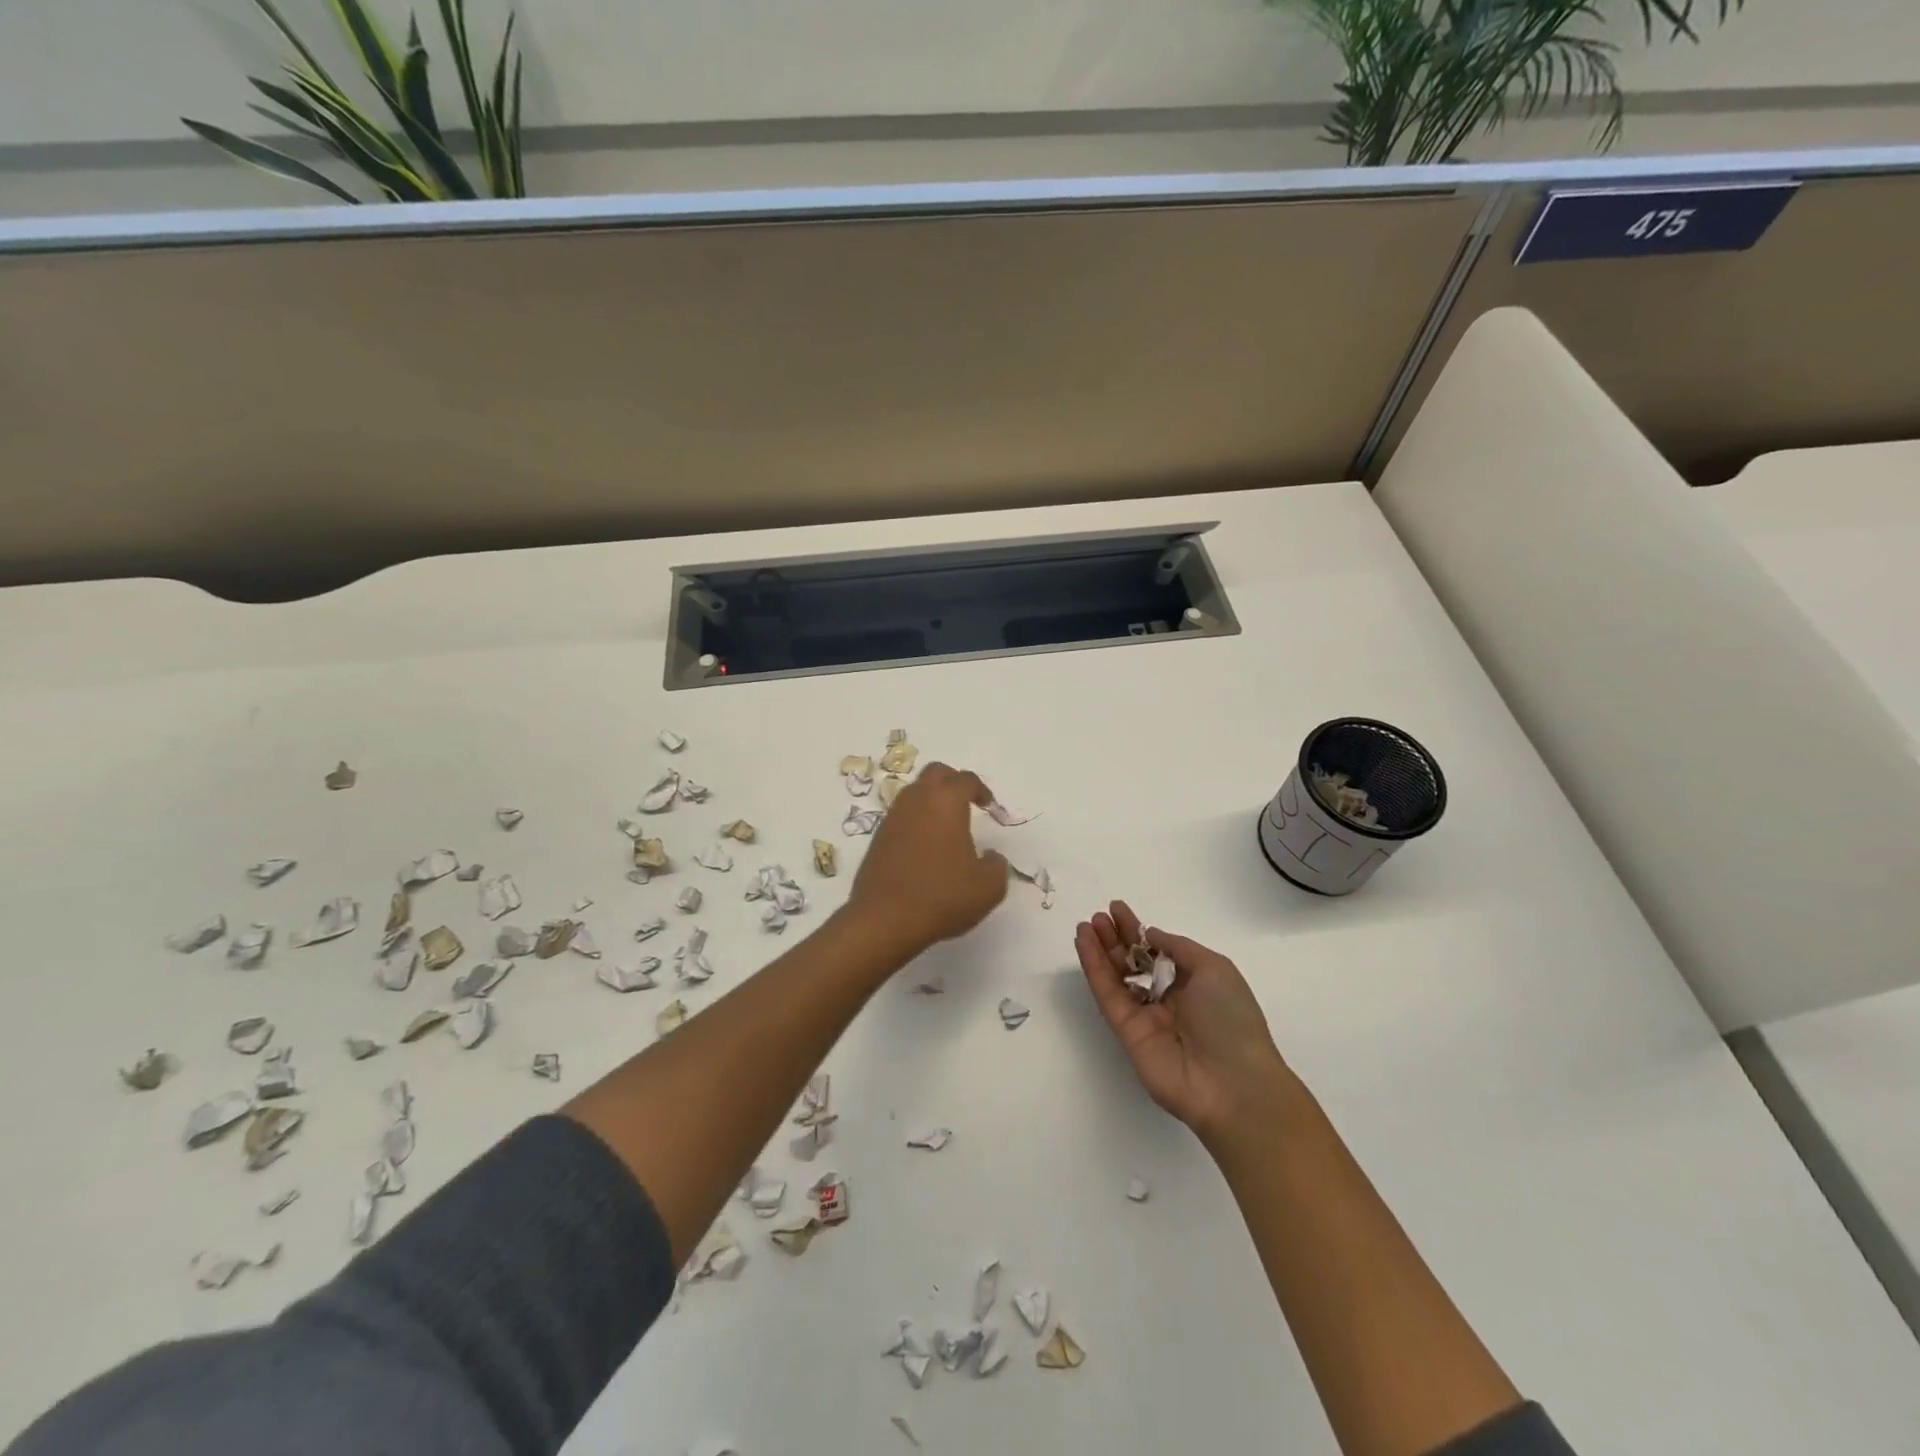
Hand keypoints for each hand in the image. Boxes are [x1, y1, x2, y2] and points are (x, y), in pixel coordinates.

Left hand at [847, 762, 1008, 957]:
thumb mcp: (988, 887)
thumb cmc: (942, 896)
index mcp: (946, 802)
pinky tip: (925, 848)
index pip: (966, 780)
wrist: (885, 920)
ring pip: (914, 793)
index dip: (981, 790)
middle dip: (953, 782)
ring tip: (946, 827)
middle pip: (936, 773)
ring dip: (932, 801)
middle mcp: (917, 801)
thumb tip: (991, 857)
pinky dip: (916, 821)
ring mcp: (893, 817)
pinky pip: (901, 816)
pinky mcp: (878, 838)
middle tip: (967, 803)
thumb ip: (997, 865)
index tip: (989, 807)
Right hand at [1075, 901, 1293, 1143]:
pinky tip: (1084, 945)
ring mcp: (1145, 1016)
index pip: (1158, 950)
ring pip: (1116, 976)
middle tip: (1098, 916)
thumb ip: (1176, 947)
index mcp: (1194, 982)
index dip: (1137, 930)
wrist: (1232, 1084)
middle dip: (1115, 938)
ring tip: (1086, 925)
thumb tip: (1150, 935)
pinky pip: (1108, 995)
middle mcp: (1168, 998)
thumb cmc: (1231, 1019)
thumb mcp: (1214, 968)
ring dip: (1100, 950)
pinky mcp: (1126, 1032)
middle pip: (1134, 962)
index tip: (1117, 909)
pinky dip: (1094, 969)